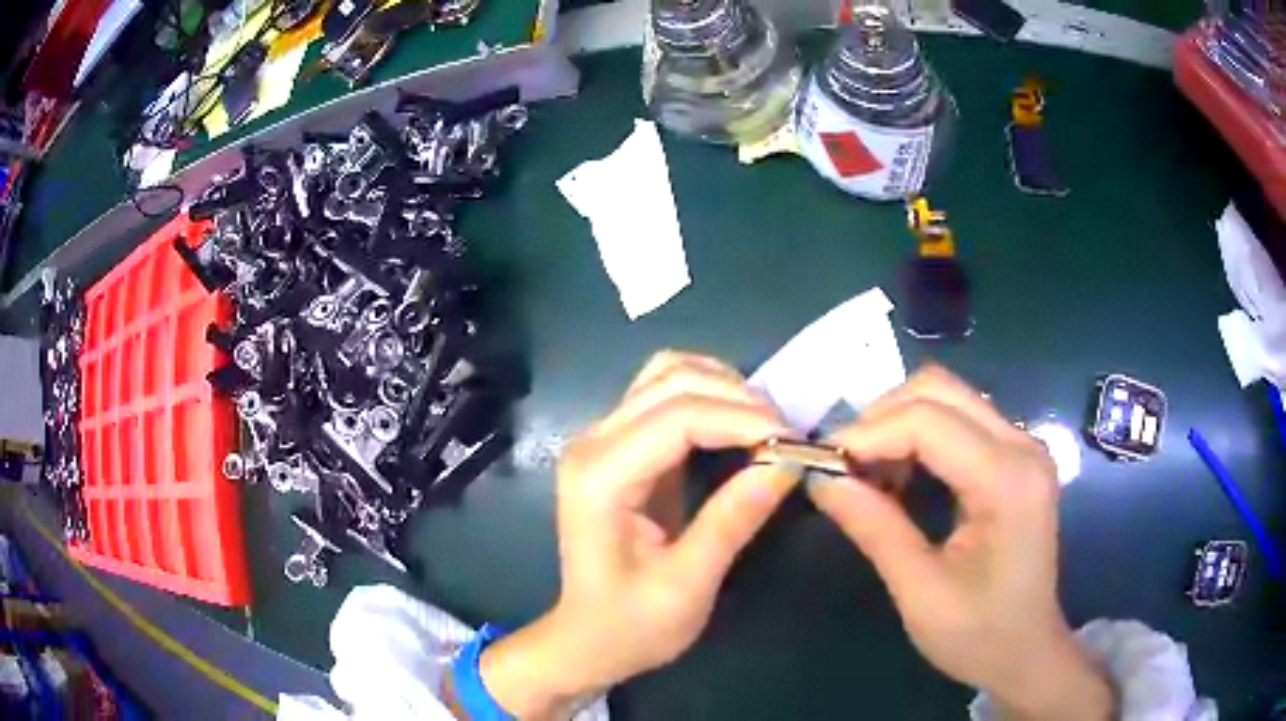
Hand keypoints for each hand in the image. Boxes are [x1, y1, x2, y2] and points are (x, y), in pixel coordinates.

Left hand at [477, 351, 798, 718]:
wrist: (587, 637)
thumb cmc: (631, 625)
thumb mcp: (687, 586)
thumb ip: (733, 520)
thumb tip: (788, 461)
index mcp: (600, 477)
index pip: (677, 416)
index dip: (741, 419)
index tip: (793, 441)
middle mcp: (592, 442)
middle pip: (671, 380)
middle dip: (738, 399)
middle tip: (786, 438)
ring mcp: (601, 438)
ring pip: (666, 373)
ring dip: (723, 388)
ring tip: (765, 428)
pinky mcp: (617, 443)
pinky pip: (663, 393)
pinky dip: (707, 394)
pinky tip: (736, 422)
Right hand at [808, 367, 1113, 719]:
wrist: (1026, 651)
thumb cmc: (978, 634)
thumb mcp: (919, 591)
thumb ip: (873, 528)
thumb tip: (820, 479)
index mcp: (1007, 479)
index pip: (927, 420)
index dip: (867, 434)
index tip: (823, 466)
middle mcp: (1021, 444)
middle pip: (938, 389)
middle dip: (880, 419)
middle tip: (846, 468)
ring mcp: (1022, 445)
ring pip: (946, 397)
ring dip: (897, 425)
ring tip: (869, 475)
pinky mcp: (1015, 456)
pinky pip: (958, 420)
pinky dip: (918, 437)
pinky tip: (901, 478)